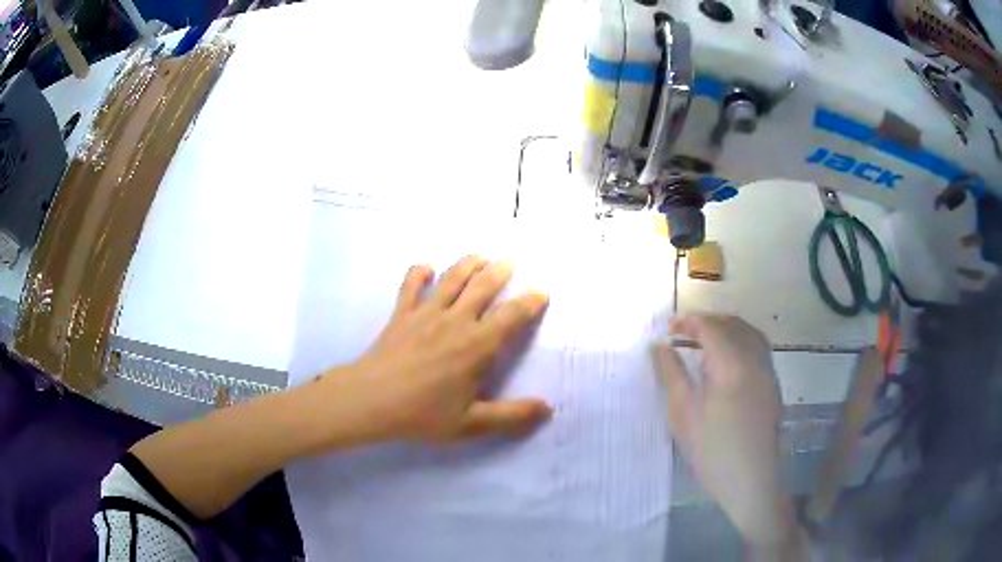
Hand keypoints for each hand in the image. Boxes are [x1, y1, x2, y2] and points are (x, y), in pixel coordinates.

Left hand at [314, 255, 551, 444]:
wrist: (371, 400)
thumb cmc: (423, 414)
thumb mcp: (471, 424)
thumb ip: (511, 416)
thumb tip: (547, 409)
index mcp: (478, 345)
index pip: (512, 315)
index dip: (530, 302)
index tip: (541, 292)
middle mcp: (456, 320)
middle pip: (483, 286)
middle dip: (500, 271)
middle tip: (510, 261)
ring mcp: (426, 313)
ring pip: (452, 278)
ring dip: (468, 263)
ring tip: (480, 256)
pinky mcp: (402, 313)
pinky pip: (410, 284)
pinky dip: (419, 272)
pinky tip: (425, 268)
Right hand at [653, 315, 794, 547]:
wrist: (751, 479)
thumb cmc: (712, 449)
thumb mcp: (683, 414)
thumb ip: (672, 374)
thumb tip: (659, 346)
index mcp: (731, 364)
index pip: (710, 327)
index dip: (688, 322)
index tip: (668, 327)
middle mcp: (754, 359)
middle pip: (732, 324)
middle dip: (707, 321)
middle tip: (683, 332)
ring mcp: (768, 371)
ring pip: (749, 332)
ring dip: (726, 328)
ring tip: (704, 340)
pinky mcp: (773, 384)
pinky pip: (758, 347)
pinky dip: (741, 340)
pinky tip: (728, 359)